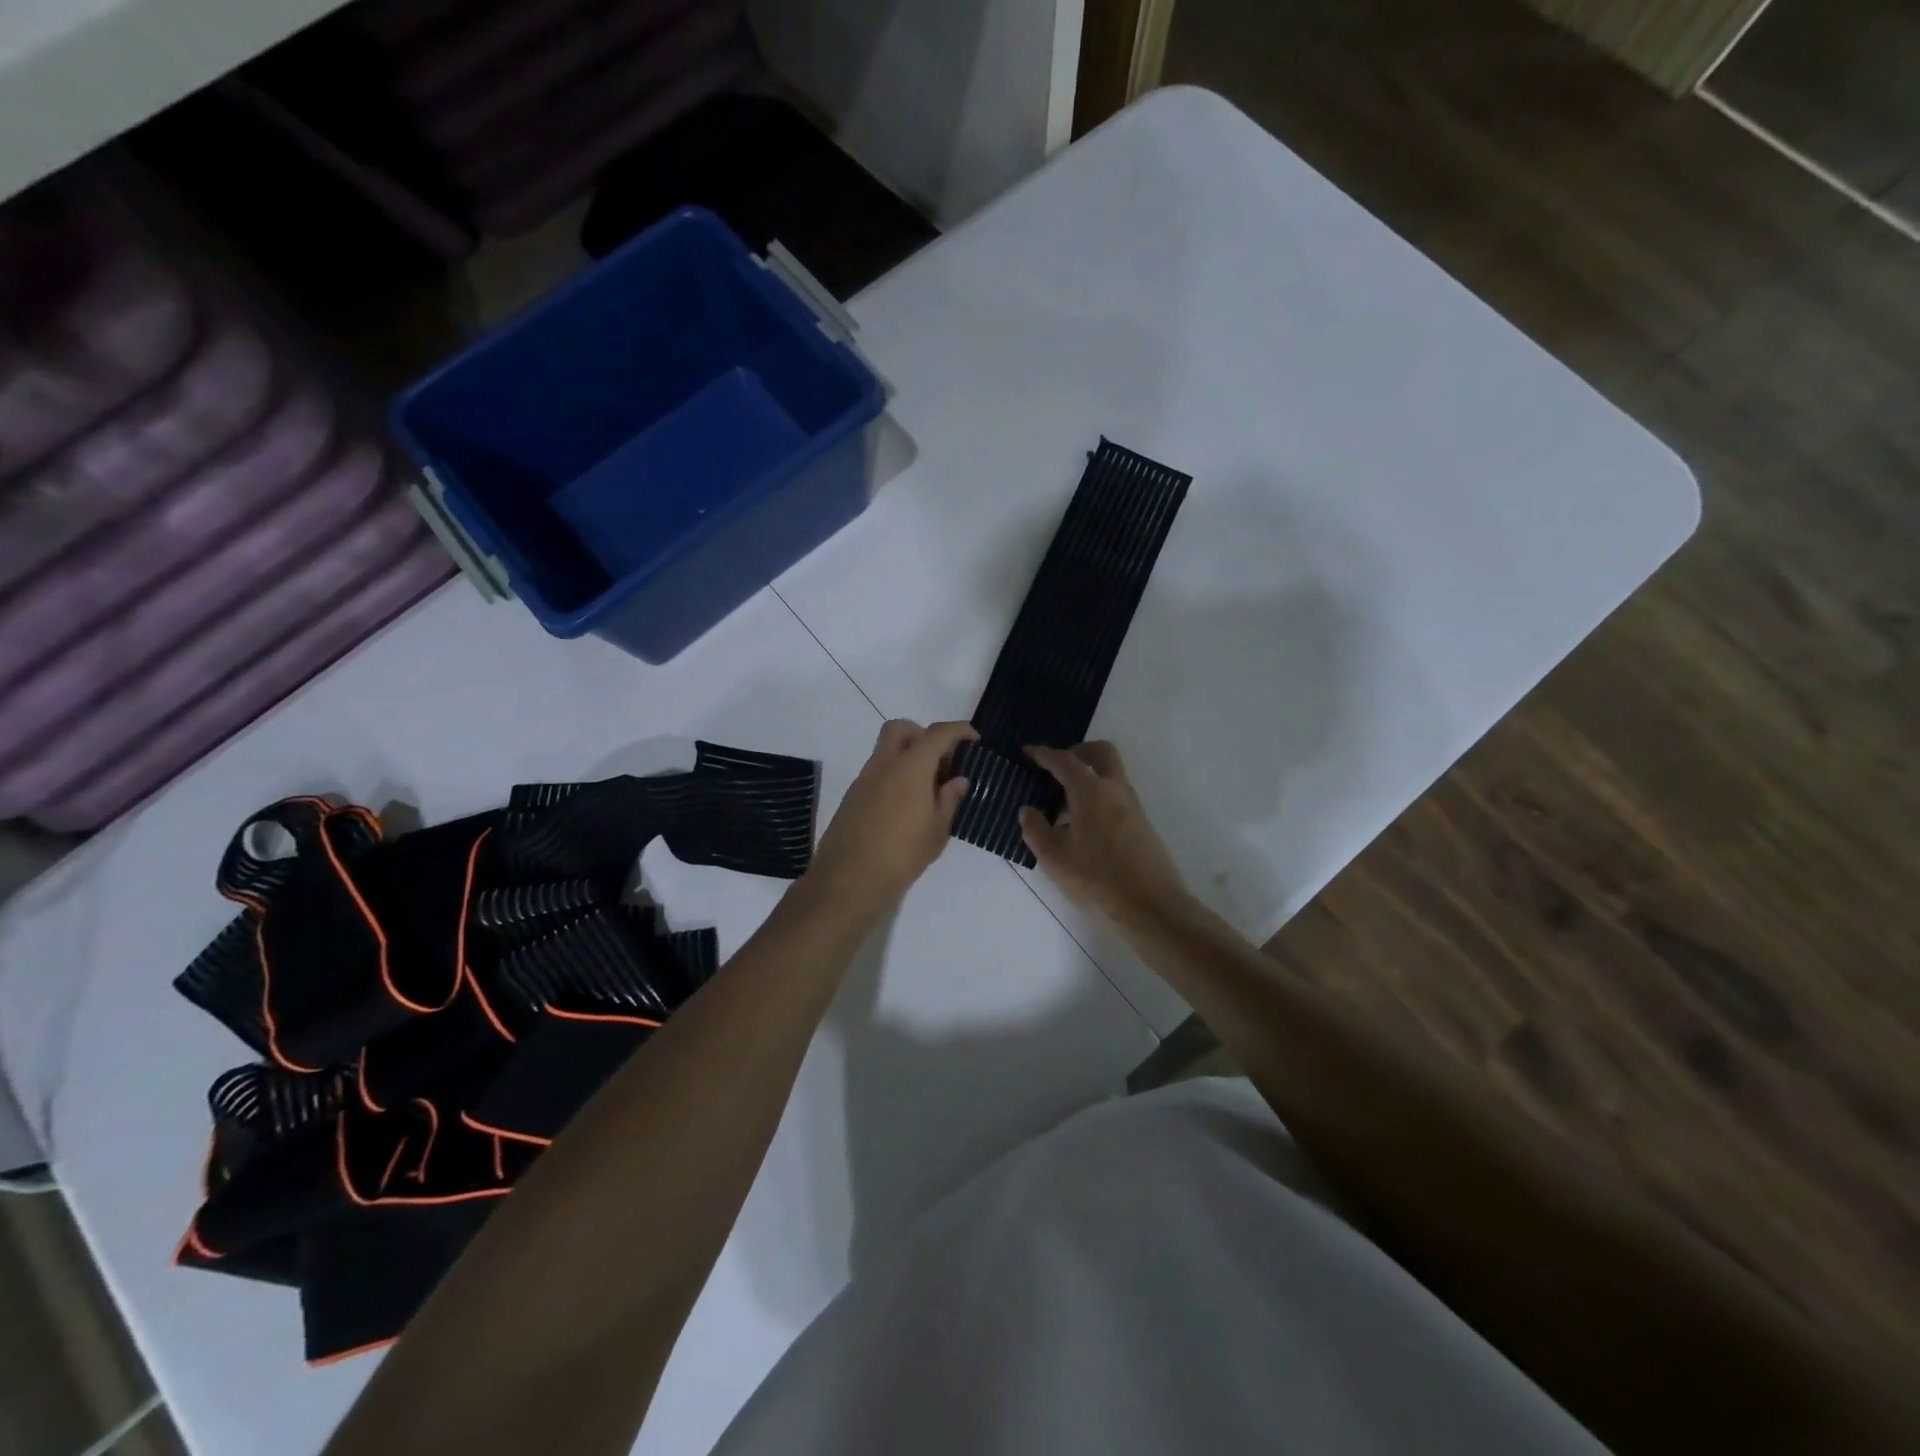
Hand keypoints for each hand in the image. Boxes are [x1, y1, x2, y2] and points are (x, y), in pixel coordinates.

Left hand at [806, 719, 977, 911]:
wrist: (849, 880)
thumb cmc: (902, 855)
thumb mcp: (937, 831)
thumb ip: (948, 800)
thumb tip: (957, 780)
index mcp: (910, 767)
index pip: (937, 734)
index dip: (958, 730)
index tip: (973, 739)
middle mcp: (884, 764)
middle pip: (900, 729)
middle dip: (923, 735)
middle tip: (940, 762)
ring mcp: (864, 779)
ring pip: (886, 751)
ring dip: (907, 758)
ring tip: (927, 791)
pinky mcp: (852, 797)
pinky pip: (877, 773)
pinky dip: (894, 777)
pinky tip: (905, 807)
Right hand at [1019, 742, 1191, 927]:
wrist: (1151, 905)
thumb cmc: (1097, 878)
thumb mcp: (1054, 858)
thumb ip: (1036, 830)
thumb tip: (1027, 810)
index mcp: (1090, 790)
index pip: (1064, 760)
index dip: (1043, 754)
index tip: (1027, 753)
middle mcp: (1114, 789)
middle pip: (1100, 752)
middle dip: (1077, 752)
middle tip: (1055, 769)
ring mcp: (1132, 805)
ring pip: (1110, 773)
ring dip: (1088, 775)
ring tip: (1063, 803)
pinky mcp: (1141, 822)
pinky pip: (1116, 794)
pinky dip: (1098, 794)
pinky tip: (1082, 824)